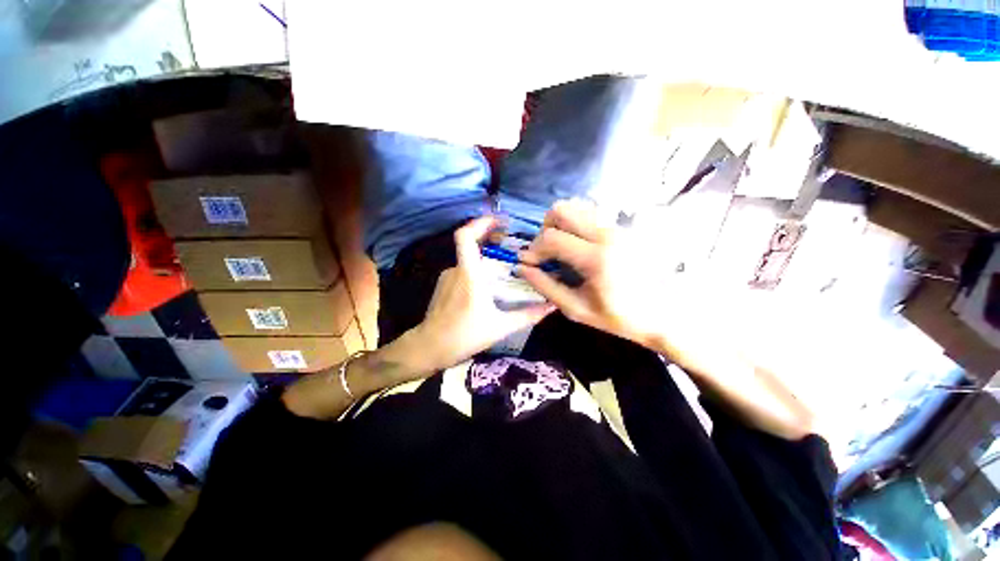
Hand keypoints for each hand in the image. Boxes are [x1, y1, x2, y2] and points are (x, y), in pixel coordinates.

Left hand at [412, 216, 555, 370]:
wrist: (429, 348)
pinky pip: (463, 271)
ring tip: (504, 269)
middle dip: (490, 240)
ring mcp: (447, 277)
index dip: (481, 223)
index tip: (499, 221)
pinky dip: (476, 271)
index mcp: (469, 274)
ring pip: (468, 260)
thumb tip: (552, 306)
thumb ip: (528, 315)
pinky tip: (487, 286)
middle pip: (471, 245)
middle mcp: (456, 270)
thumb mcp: (501, 327)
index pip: (466, 237)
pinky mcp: (443, 286)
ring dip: (485, 259)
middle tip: (510, 244)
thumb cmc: (464, 336)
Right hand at [518, 199, 673, 346]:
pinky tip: (577, 245)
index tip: (529, 263)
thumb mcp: (576, 309)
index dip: (533, 249)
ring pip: (576, 207)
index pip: (552, 238)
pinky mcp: (622, 227)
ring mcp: (617, 227)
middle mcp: (607, 234)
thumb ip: (545, 286)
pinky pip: (590, 214)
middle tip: (545, 252)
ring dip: (559, 224)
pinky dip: (574, 224)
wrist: (665, 314)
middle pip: (561, 210)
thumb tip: (522, 268)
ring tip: (560, 247)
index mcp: (596, 258)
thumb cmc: (619, 317)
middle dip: (544, 230)